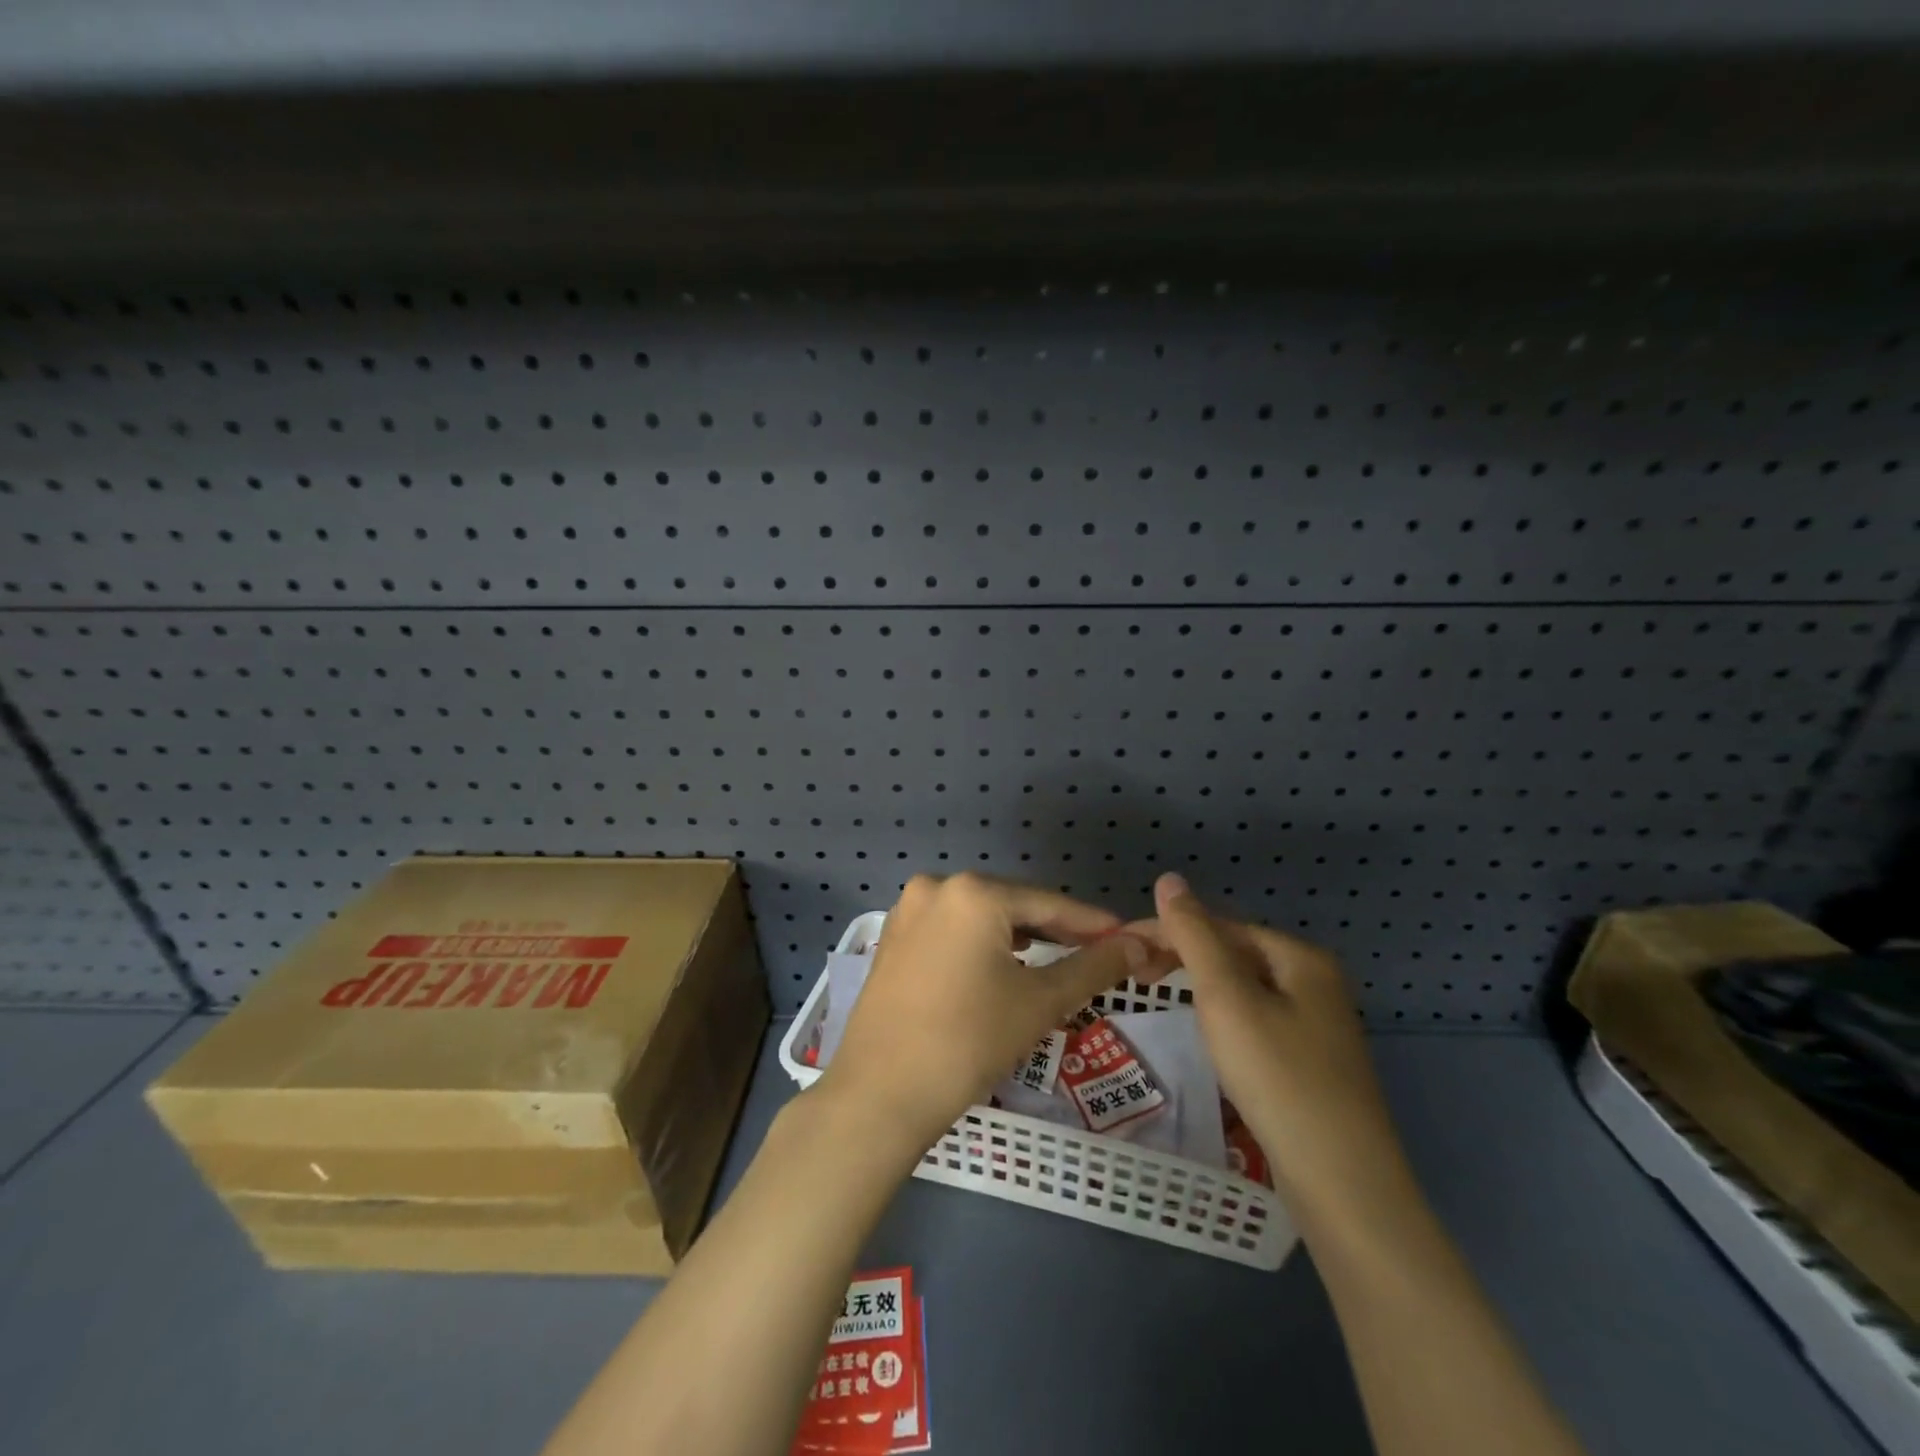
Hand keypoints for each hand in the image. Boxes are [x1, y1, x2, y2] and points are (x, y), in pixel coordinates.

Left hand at [816, 873, 1167, 1151]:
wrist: (880, 1094)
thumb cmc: (968, 1042)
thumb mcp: (1040, 1002)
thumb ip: (1093, 966)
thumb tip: (1138, 943)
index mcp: (973, 892)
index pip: (1049, 903)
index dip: (1093, 923)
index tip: (1129, 938)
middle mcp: (937, 886)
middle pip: (1013, 904)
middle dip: (1056, 929)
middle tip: (1097, 954)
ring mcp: (909, 910)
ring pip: (981, 916)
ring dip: (1020, 937)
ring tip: (1056, 961)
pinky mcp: (894, 936)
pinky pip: (952, 929)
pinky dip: (983, 944)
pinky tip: (1003, 965)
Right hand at [1137, 873, 1413, 1225]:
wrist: (1341, 1184)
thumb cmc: (1278, 1077)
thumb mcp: (1226, 998)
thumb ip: (1195, 936)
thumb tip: (1169, 878)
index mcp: (1302, 959)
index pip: (1222, 926)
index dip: (1170, 930)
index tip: (1123, 946)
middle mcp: (1316, 984)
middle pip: (1236, 954)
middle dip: (1184, 956)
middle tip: (1134, 972)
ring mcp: (1318, 1027)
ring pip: (1245, 989)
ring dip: (1200, 986)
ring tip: (1158, 993)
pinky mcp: (1311, 1064)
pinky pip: (1256, 1020)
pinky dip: (1223, 1017)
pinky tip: (1207, 1034)